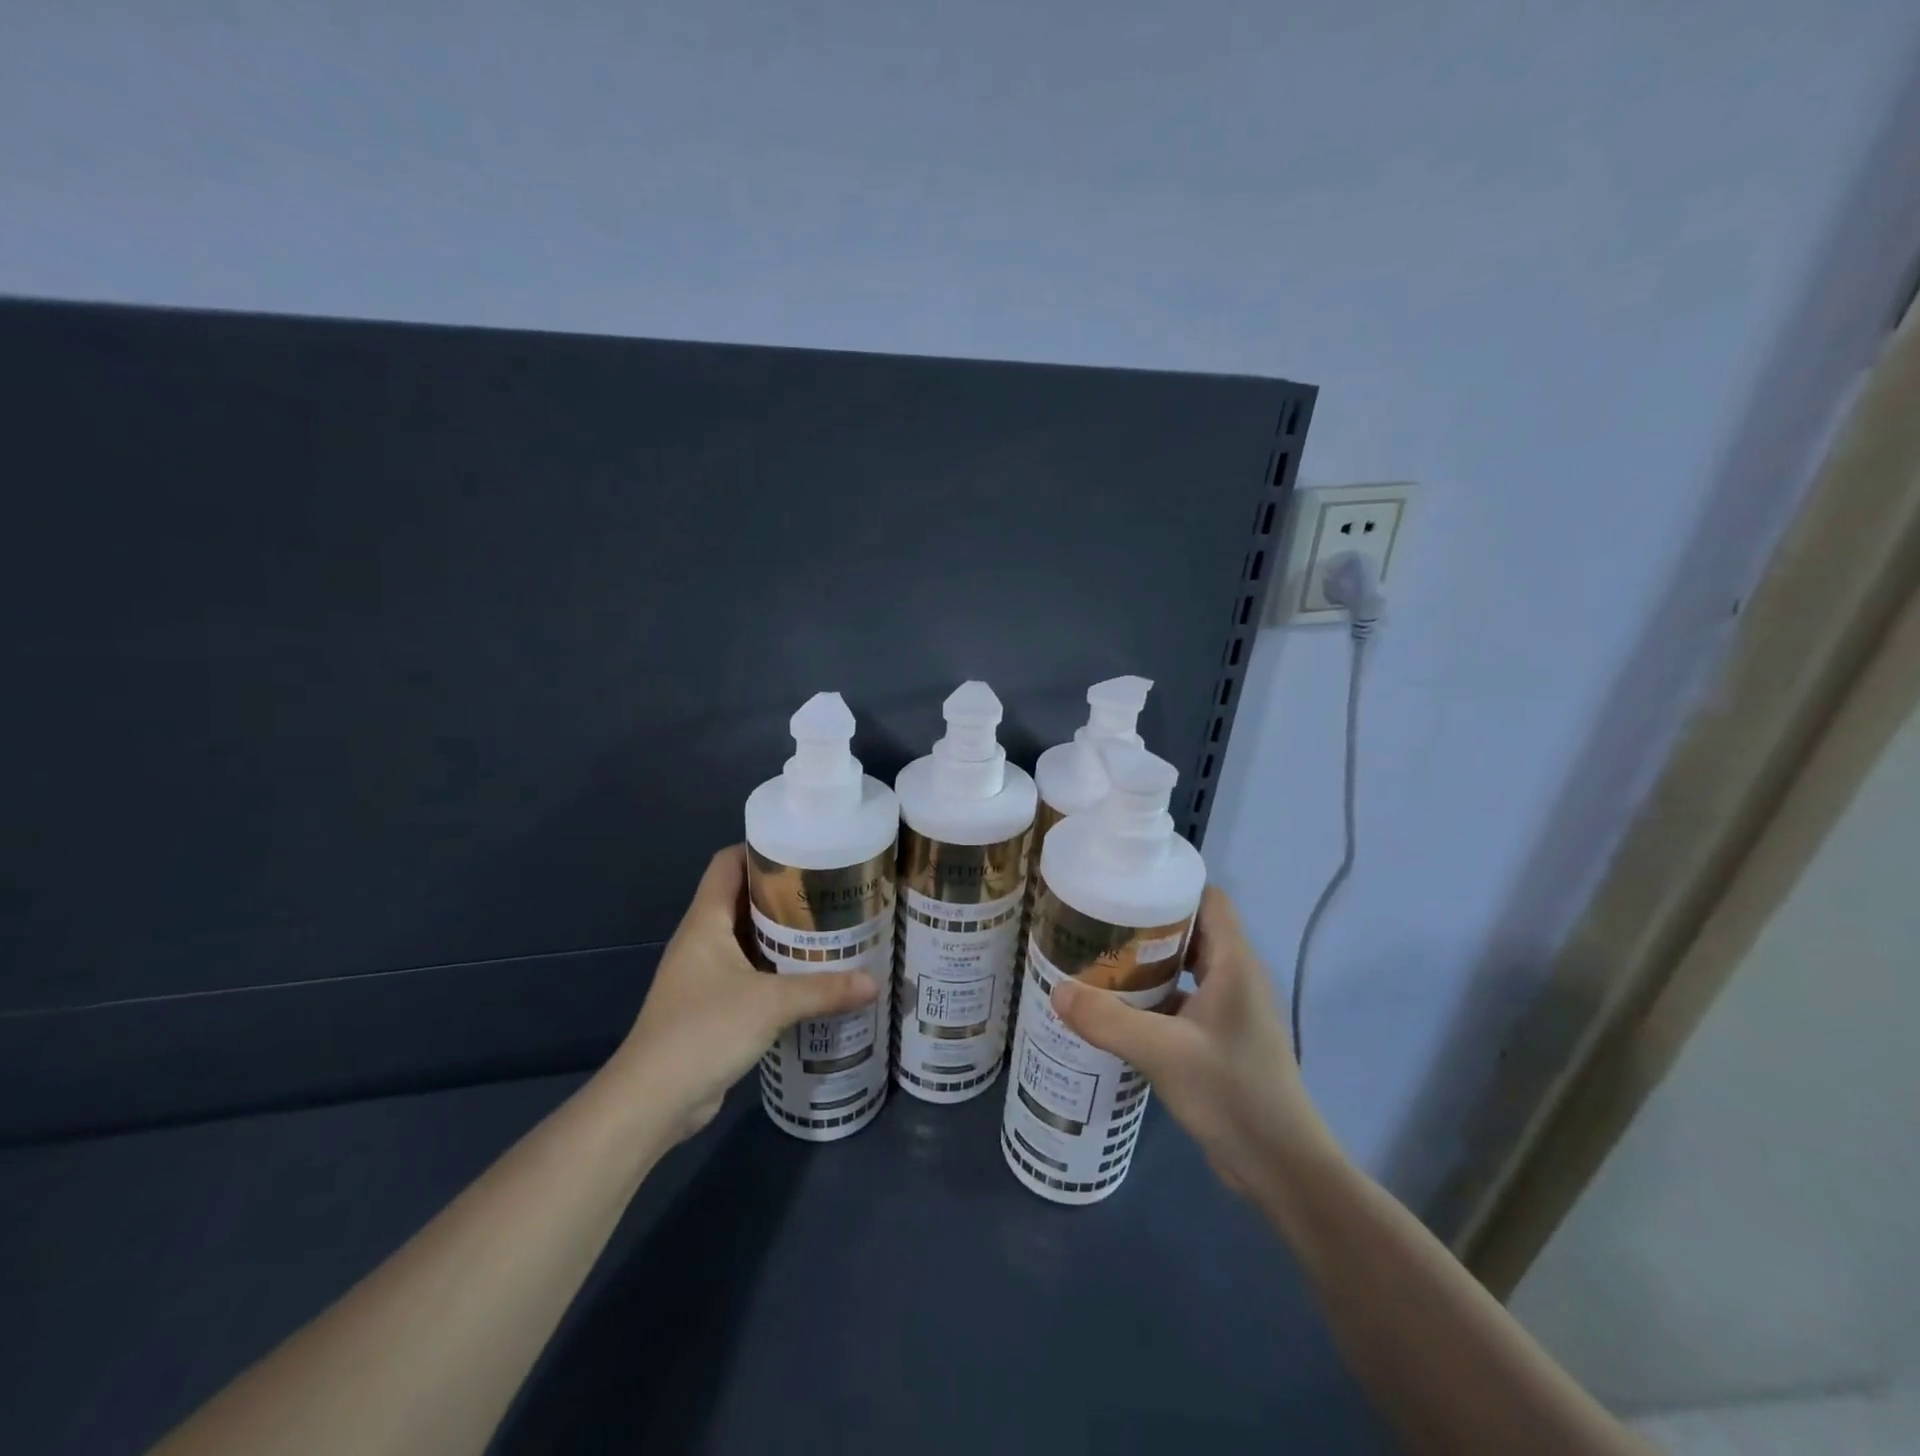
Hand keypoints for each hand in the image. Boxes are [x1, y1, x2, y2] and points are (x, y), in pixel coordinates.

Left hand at [612, 845, 877, 1142]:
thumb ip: (823, 990)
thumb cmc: (703, 1031)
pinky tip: (813, 977)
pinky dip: (778, 970)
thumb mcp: (770, 1004)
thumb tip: (874, 982)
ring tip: (831, 929)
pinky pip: (751, 973)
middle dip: (785, 893)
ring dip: (784, 935)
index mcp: (706, 921)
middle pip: (744, 899)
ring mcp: (706, 975)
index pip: (727, 863)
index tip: (805, 848)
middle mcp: (703, 940)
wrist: (652, 1102)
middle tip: (832, 891)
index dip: (761, 849)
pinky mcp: (714, 1007)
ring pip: (749, 939)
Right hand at [1049, 886, 1323, 1195]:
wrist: (1282, 1168)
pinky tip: (1117, 1009)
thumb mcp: (1163, 1053)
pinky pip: (1183, 1000)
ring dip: (1147, 963)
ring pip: (1185, 968)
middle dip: (1146, 924)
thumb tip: (1057, 991)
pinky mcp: (1220, 1038)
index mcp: (1234, 964)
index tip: (1124, 886)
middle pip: (1191, 930)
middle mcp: (1236, 977)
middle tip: (1097, 924)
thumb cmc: (1233, 1095)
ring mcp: (1230, 1009)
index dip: (1170, 885)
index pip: (1209, 899)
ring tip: (1098, 961)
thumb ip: (1108, 1021)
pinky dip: (1153, 997)